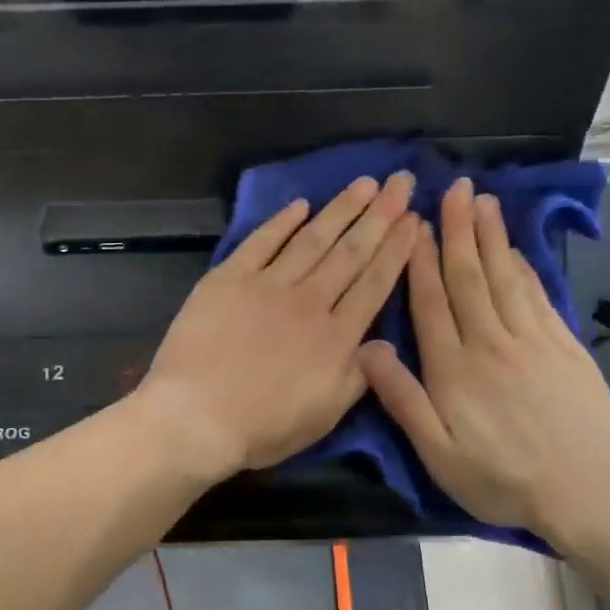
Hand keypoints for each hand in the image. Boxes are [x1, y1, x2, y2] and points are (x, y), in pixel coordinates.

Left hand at [137, 173, 418, 478]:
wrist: (194, 417)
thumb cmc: (261, 427)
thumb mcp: (325, 416)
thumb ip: (358, 376)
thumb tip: (382, 341)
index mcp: (335, 337)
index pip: (374, 283)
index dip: (397, 249)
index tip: (415, 219)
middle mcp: (308, 301)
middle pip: (351, 252)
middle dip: (380, 215)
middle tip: (401, 181)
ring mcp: (265, 286)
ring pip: (312, 239)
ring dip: (340, 209)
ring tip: (364, 183)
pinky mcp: (227, 280)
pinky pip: (260, 243)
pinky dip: (281, 222)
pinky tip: (300, 205)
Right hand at [357, 178, 609, 548]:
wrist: (587, 493)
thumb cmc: (500, 477)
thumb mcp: (437, 452)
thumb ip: (401, 398)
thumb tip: (367, 347)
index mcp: (453, 367)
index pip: (432, 302)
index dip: (422, 261)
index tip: (416, 224)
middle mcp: (491, 343)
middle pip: (470, 278)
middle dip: (459, 231)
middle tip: (454, 189)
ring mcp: (533, 342)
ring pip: (505, 279)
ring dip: (492, 238)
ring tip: (484, 201)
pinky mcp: (565, 349)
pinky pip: (538, 298)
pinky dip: (524, 269)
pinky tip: (516, 251)